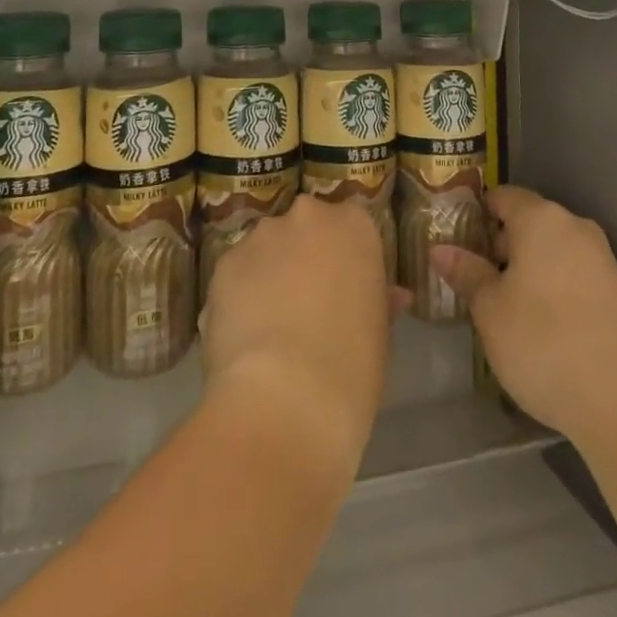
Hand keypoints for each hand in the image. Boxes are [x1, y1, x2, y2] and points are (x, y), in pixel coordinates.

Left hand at [201, 197, 393, 468]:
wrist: (285, 400)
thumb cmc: (352, 367)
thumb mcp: (380, 333)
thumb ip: (379, 300)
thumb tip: (392, 295)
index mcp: (353, 225)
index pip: (351, 225)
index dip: (345, 257)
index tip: (344, 288)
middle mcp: (307, 216)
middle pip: (305, 228)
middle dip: (304, 256)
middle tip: (307, 303)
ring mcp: (262, 236)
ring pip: (267, 248)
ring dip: (270, 274)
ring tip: (269, 326)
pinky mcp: (224, 263)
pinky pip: (236, 274)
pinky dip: (239, 296)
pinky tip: (244, 336)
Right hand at [432, 186, 616, 443]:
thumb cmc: (544, 342)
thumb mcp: (490, 310)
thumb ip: (466, 273)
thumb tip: (441, 249)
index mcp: (540, 218)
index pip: (501, 196)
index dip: (475, 214)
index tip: (455, 240)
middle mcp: (574, 227)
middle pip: (528, 222)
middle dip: (499, 246)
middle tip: (472, 279)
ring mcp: (601, 259)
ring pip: (551, 251)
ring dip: (525, 270)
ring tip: (501, 307)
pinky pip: (572, 275)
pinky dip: (551, 288)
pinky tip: (539, 326)